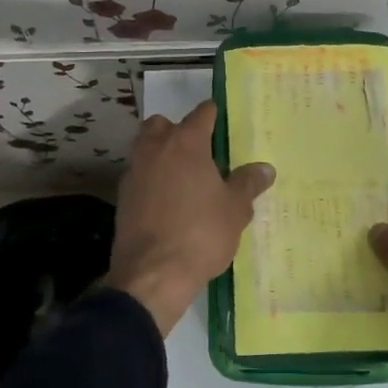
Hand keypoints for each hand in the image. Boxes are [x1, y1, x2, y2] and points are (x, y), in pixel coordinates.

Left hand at [104, 100, 274, 333]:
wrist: (153, 273)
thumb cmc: (201, 234)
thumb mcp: (235, 210)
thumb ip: (247, 184)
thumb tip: (265, 168)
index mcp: (186, 143)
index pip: (201, 114)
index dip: (213, 114)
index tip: (221, 118)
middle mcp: (156, 148)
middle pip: (162, 124)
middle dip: (177, 130)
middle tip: (198, 150)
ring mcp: (134, 171)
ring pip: (146, 147)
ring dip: (161, 153)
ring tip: (183, 176)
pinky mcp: (122, 196)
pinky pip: (139, 175)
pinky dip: (151, 179)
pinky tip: (166, 200)